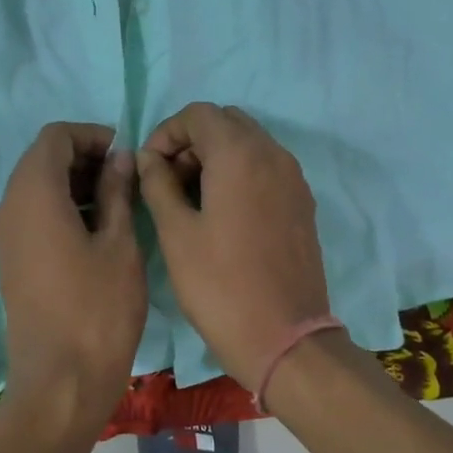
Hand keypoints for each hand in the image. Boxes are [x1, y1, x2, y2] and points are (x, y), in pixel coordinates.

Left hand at [0, 122, 146, 431]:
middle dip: (83, 157)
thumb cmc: (98, 309)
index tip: (124, 153)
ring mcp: (5, 236)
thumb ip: (117, 192)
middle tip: (124, 175)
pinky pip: (32, 214)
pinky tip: (96, 227)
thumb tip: (120, 159)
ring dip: (73, 182)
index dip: (90, 135)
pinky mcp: (11, 260)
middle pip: (41, 159)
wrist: (61, 383)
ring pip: (35, 186)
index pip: (54, 137)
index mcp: (33, 194)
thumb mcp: (119, 244)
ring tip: (117, 200)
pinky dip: (61, 206)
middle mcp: (9, 207)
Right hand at [137, 103, 332, 387]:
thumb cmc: (220, 285)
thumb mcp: (176, 233)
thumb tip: (149, 158)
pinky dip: (239, 173)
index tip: (149, 167)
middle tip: (168, 180)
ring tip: (190, 198)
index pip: (198, 114)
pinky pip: (266, 168)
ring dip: (216, 156)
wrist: (284, 338)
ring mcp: (293, 179)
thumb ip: (158, 183)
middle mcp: (272, 155)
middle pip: (226, 122)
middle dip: (192, 141)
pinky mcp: (302, 203)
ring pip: (249, 143)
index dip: (166, 132)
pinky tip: (221, 212)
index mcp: (240, 154)